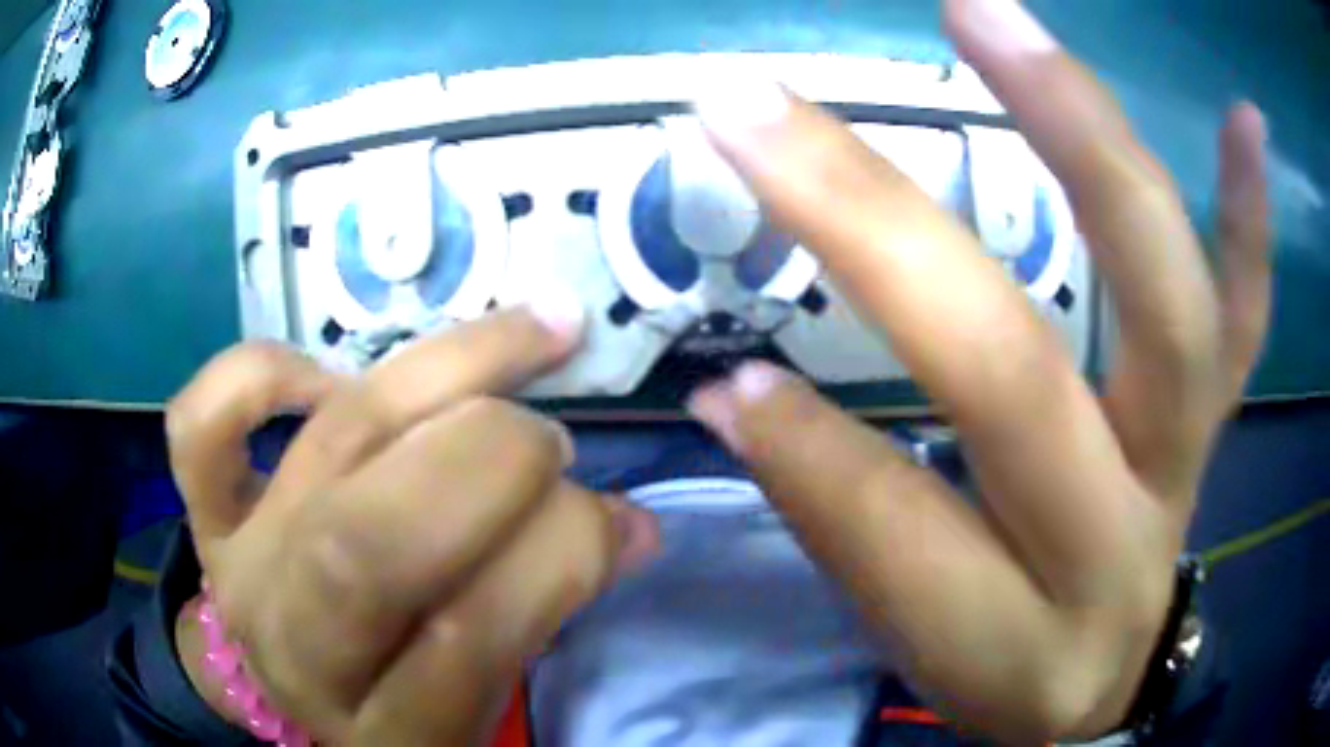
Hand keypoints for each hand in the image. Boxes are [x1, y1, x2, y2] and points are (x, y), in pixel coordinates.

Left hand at [167, 298, 656, 744]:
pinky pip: (201, 425)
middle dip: (491, 459)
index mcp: (387, 730)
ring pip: (326, 445)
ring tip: (528, 341)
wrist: (297, 682)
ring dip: (446, 373)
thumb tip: (630, 523)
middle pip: (371, 540)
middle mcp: (298, 649)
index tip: (617, 517)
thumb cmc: (403, 695)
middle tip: (552, 440)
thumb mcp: (485, 696)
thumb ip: (547, 611)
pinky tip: (329, 374)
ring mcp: (238, 570)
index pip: (468, 638)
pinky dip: (261, 373)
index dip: (558, 555)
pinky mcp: (205, 515)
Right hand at [686, 0, 1269, 741]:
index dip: (802, 448)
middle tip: (764, 107)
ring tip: (989, 17)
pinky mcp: (1218, 420)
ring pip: (1166, 304)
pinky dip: (1250, 216)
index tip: (721, 363)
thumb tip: (740, 393)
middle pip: (1019, 379)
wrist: (1099, 684)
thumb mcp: (912, 640)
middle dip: (880, 231)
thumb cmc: (999, 668)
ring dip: (1084, 143)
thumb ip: (840, 520)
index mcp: (1010, 633)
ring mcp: (1185, 462)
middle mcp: (1115, 543)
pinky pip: (1250, 314)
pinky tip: (1243, 120)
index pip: (896, 530)